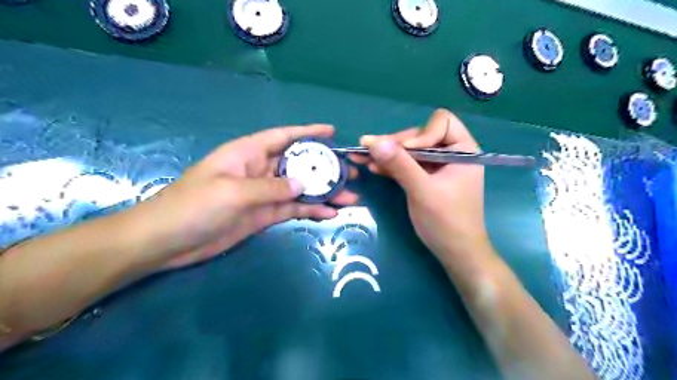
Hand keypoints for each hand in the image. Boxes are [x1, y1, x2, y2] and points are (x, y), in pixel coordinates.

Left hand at [135, 123, 361, 268]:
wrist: (168, 241)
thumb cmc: (194, 206)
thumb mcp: (233, 192)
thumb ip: (271, 187)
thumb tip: (304, 185)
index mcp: (248, 153)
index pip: (283, 136)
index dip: (308, 132)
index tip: (332, 132)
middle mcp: (259, 170)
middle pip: (298, 164)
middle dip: (324, 167)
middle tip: (351, 172)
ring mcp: (263, 194)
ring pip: (300, 189)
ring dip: (324, 192)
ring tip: (350, 197)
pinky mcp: (263, 215)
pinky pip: (293, 209)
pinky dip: (311, 210)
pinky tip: (330, 213)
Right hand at [355, 108, 486, 264]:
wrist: (455, 253)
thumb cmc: (446, 222)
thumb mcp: (422, 191)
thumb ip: (400, 165)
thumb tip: (374, 141)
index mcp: (463, 150)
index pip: (441, 123)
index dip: (420, 135)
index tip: (404, 152)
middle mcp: (451, 153)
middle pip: (420, 136)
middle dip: (396, 144)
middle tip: (369, 149)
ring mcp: (438, 166)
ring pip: (410, 151)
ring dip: (388, 154)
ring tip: (362, 155)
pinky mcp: (426, 178)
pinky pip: (408, 165)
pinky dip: (392, 165)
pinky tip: (373, 166)